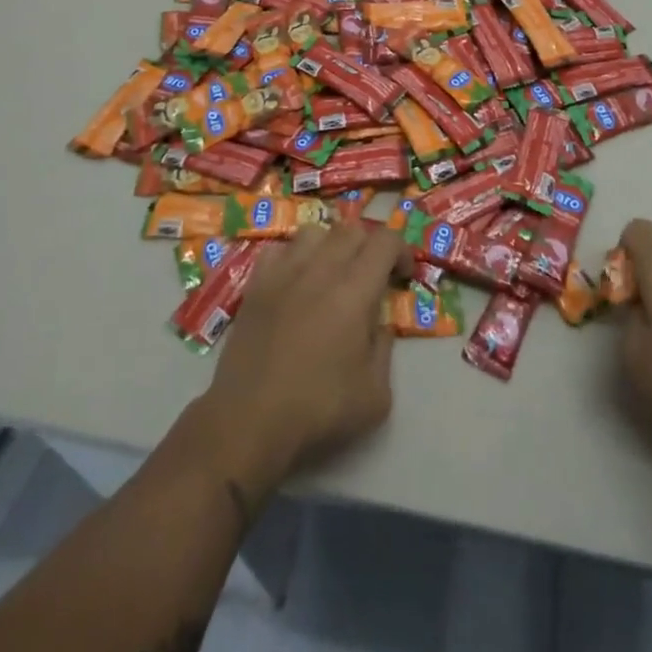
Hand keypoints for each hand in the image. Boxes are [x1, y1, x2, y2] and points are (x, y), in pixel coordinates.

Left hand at [194, 223, 411, 497]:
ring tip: (332, 273)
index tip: (403, 276)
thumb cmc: (318, 410)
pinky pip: (279, 249)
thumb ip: (385, 350)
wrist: (248, 422)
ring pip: (315, 232)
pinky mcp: (256, 284)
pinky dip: (293, 257)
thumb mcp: (375, 396)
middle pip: (352, 229)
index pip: (385, 241)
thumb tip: (379, 325)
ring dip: (331, 246)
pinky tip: (295, 282)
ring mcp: (284, 273)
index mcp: (355, 291)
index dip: (401, 251)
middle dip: (369, 246)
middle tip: (371, 276)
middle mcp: (321, 270)